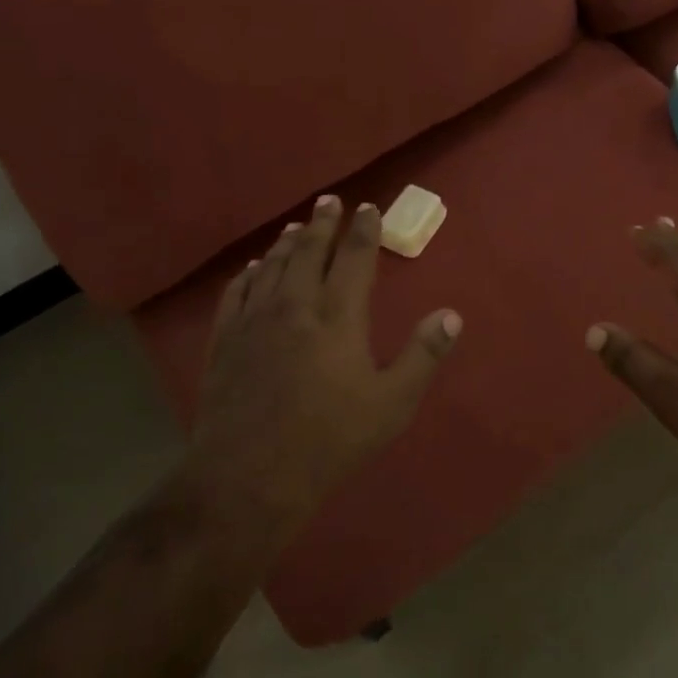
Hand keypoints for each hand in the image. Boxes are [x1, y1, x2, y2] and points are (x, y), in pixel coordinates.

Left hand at [186, 194, 461, 545]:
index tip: (367, 208)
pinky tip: (253, 268)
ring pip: (272, 266)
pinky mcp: (225, 339)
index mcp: (338, 316)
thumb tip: (451, 315)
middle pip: (309, 251)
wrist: (249, 476)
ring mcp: (255, 320)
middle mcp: (295, 305)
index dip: (363, 229)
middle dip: (322, 223)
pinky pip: (237, 292)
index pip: (354, 258)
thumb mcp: (392, 404)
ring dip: (287, 243)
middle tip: (329, 201)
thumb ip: (423, 356)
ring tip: (296, 227)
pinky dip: (249, 273)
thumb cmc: (329, 440)